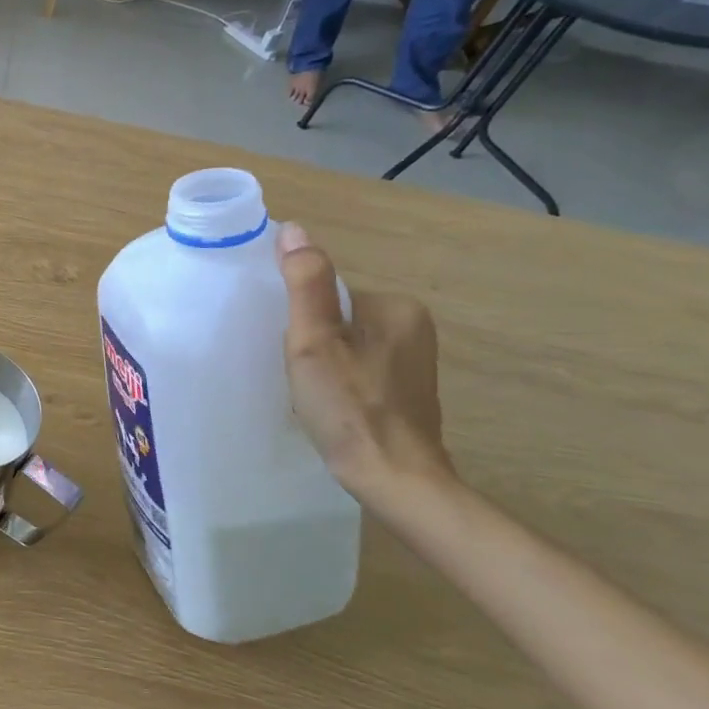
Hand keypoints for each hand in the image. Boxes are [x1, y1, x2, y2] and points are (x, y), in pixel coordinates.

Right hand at [276, 223, 455, 497]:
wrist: (395, 480)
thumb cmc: (349, 408)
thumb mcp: (314, 342)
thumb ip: (305, 285)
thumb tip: (293, 229)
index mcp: (395, 307)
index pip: (328, 295)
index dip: (301, 322)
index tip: (294, 353)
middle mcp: (414, 325)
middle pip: (338, 318)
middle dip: (312, 342)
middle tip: (302, 378)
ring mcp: (414, 359)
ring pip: (346, 345)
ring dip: (324, 363)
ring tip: (315, 396)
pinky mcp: (408, 388)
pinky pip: (360, 368)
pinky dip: (341, 381)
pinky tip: (333, 406)